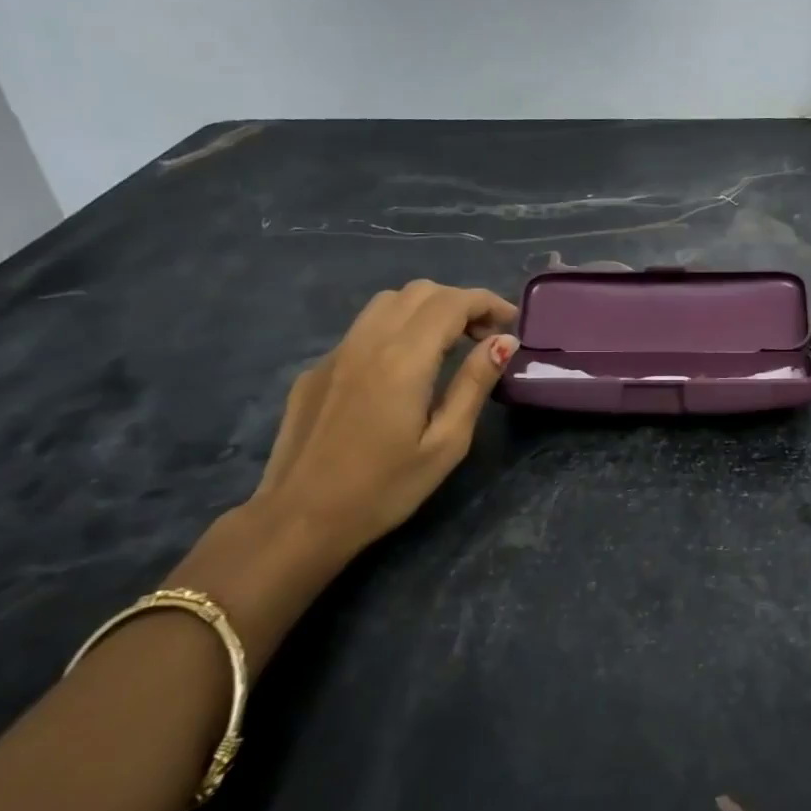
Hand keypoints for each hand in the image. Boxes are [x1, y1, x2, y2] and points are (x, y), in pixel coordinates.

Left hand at [251, 281, 516, 559]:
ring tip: (449, 344)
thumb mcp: (446, 443)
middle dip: (460, 302)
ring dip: (426, 309)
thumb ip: (474, 384)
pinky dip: (396, 329)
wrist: (299, 519)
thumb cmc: (384, 489)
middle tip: (485, 337)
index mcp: (404, 359)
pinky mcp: (316, 369)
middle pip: (420, 292)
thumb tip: (503, 342)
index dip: (487, 303)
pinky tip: (403, 370)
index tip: (511, 323)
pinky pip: (363, 329)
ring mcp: (336, 352)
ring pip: (387, 303)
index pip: (452, 303)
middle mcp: (367, 342)